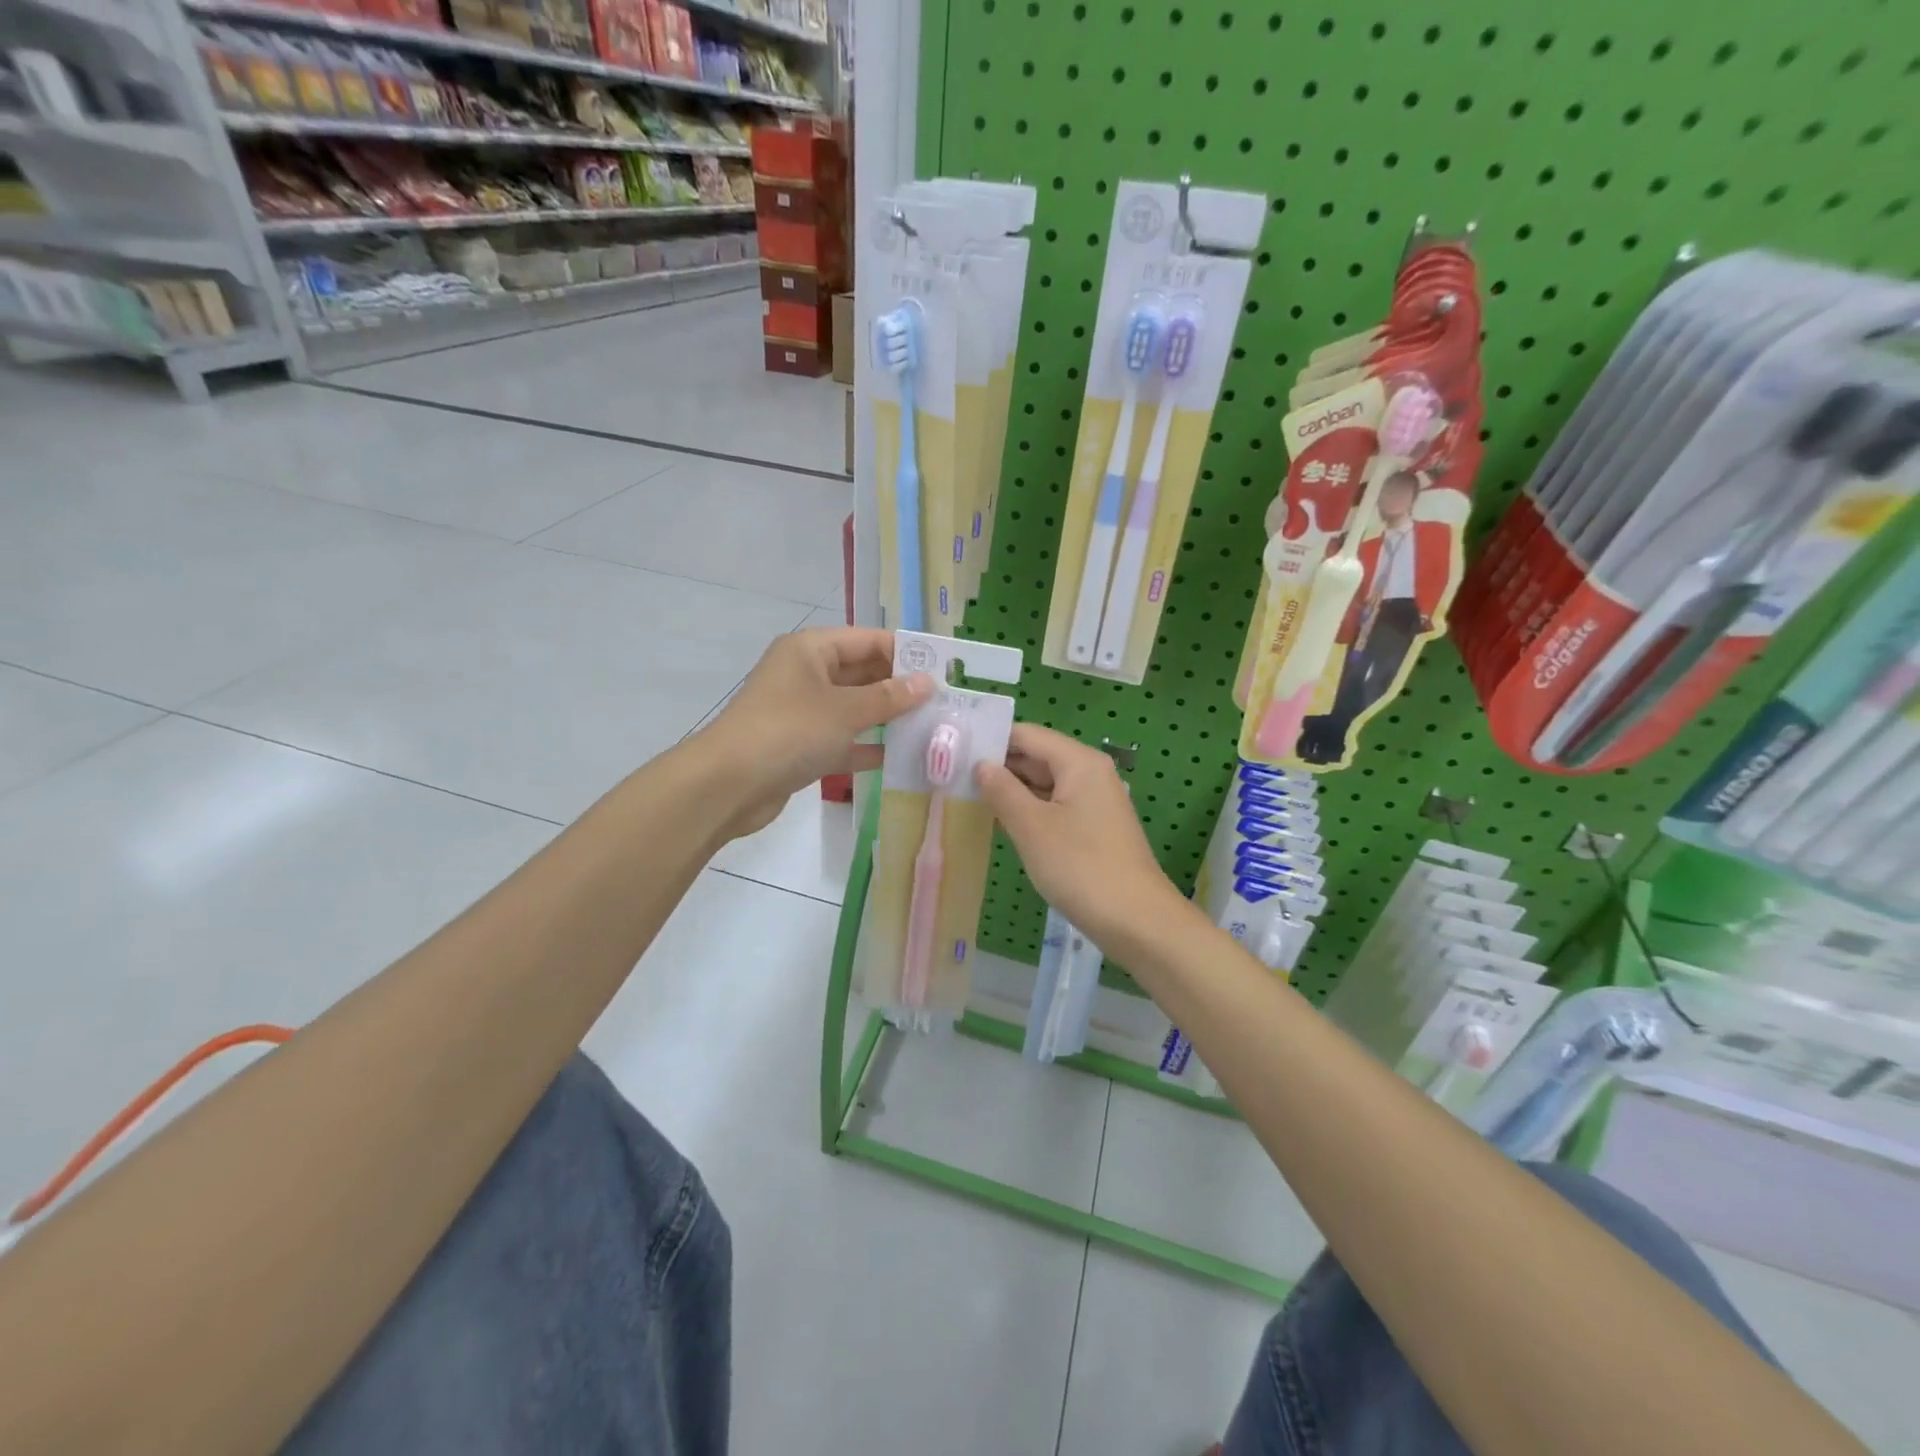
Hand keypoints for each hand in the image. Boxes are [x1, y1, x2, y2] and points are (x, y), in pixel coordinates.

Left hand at [698, 627, 931, 837]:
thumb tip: (927, 683)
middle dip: (900, 687)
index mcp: (810, 650)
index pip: (867, 640)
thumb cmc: (789, 732)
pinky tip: (902, 757)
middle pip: (862, 673)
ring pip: (854, 708)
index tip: (944, 669)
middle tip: (945, 701)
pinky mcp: (801, 746)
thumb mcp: (844, 710)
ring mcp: (802, 712)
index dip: (904, 653)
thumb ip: (888, 697)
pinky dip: (868, 746)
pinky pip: (843, 740)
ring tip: (933, 727)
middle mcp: (806, 674)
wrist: (728, 785)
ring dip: (888, 718)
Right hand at [973, 724, 1180, 945]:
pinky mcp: (1092, 828)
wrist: (1136, 920)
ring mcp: (1093, 802)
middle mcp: (1089, 773)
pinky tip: (998, 821)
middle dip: (997, 765)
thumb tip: (981, 765)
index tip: (951, 748)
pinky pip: (1053, 807)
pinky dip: (1027, 810)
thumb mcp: (1032, 827)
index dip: (990, 740)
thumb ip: (1002, 790)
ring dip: (1010, 790)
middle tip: (950, 773)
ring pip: (1043, 784)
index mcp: (1079, 762)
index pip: (1027, 735)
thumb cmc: (1081, 867)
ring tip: (965, 794)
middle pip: (1036, 756)